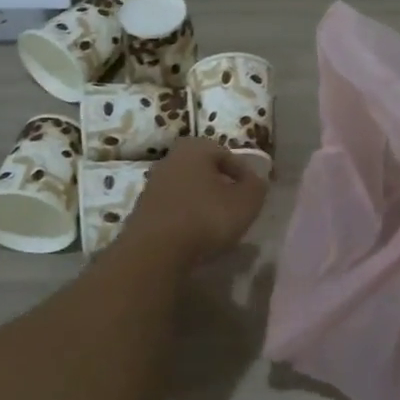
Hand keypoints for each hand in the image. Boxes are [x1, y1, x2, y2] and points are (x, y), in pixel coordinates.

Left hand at [120, 137, 268, 265]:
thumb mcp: (245, 202)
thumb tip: (256, 180)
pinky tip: (195, 235)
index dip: (243, 174)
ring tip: (217, 224)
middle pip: (203, 170)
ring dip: (202, 202)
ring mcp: (152, 185)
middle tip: (235, 206)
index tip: (253, 194)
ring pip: (187, 189)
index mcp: (194, 148)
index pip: (226, 154)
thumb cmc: (205, 217)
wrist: (154, 251)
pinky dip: (186, 217)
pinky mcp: (142, 210)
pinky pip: (173, 208)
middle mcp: (170, 159)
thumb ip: (256, 187)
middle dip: (220, 186)